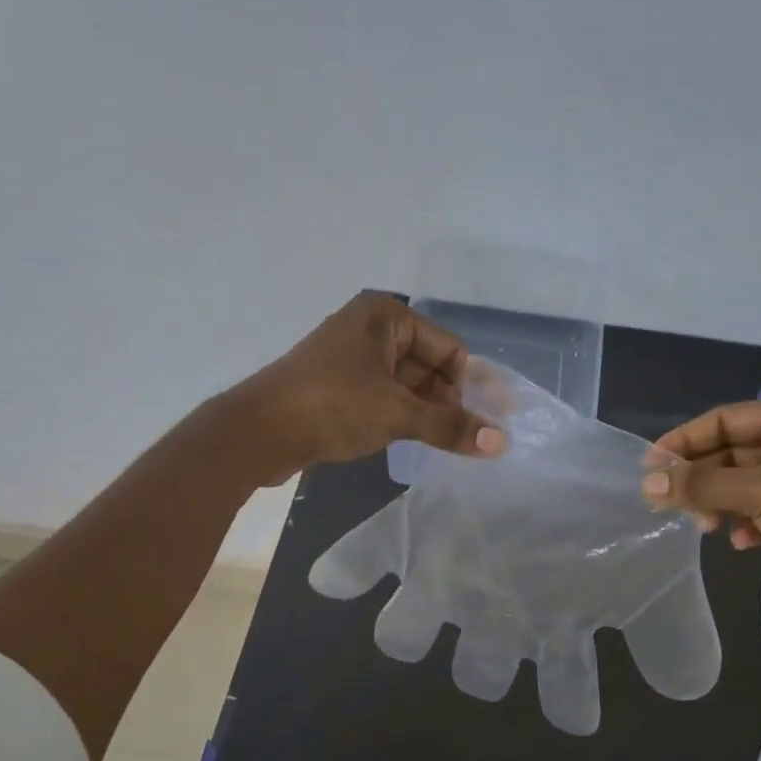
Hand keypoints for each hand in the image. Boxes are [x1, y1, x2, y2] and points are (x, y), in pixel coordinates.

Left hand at [241, 292, 506, 480]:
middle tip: (471, 438)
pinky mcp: (338, 387)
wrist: (258, 431)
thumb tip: (502, 442)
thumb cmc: (333, 406)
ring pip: (406, 385)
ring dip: (427, 413)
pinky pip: (385, 397)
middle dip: (450, 401)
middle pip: (429, 366)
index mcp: (386, 316)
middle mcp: (370, 329)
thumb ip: (450, 426)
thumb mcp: (398, 414)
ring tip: (449, 445)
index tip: (488, 422)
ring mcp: (352, 358)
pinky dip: (403, 417)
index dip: (470, 385)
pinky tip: (416, 442)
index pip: (448, 348)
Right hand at [640, 398, 760, 630]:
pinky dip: (744, 523)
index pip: (726, 419)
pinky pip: (759, 511)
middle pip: (732, 452)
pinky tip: (741, 543)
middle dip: (701, 478)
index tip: (649, 465)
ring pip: (742, 484)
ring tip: (706, 526)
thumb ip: (702, 485)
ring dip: (719, 503)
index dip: (685, 440)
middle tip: (665, 501)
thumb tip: (647, 483)